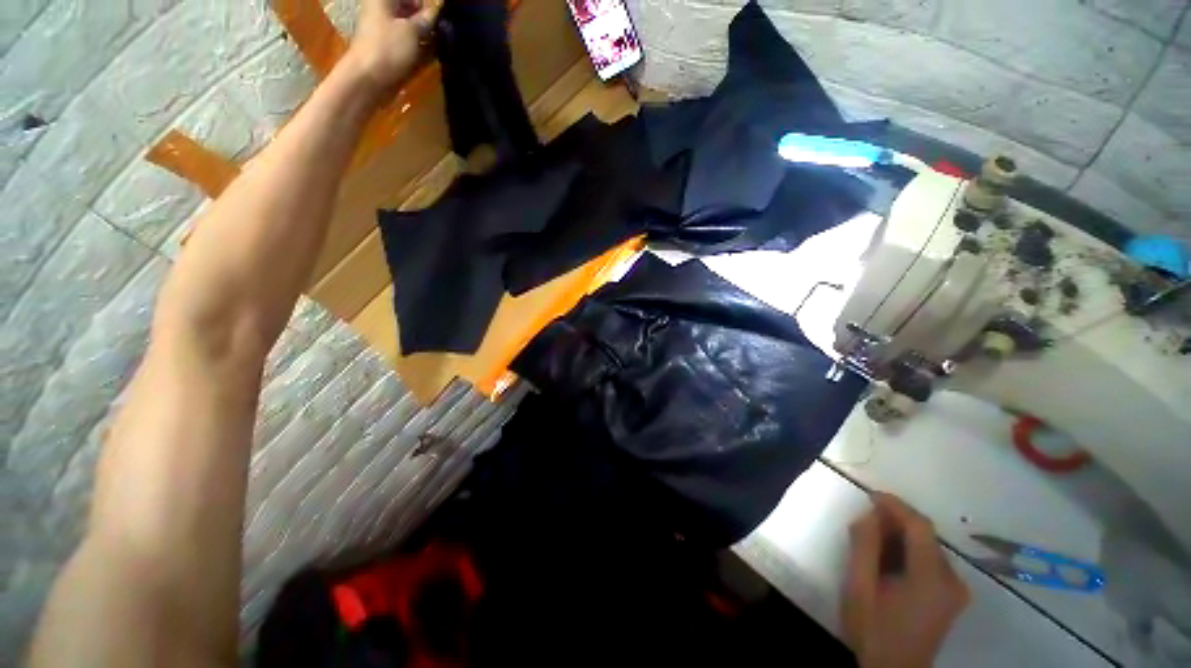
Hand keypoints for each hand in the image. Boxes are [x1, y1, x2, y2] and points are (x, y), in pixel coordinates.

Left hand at [346, 0, 440, 96]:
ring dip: (425, 35)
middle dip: (426, 20)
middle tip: (441, 31)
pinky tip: (431, 56)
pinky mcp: (389, 49)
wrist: (369, 79)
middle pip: (410, 10)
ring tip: (439, 45)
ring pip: (410, 28)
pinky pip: (408, 44)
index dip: (426, 6)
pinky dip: (420, 49)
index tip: (440, 17)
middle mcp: (382, 10)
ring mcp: (385, 30)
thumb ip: (427, 19)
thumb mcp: (413, 30)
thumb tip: (437, 11)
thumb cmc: (388, 48)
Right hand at [842, 492, 969, 667]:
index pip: (920, 526)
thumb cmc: (873, 629)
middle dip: (894, 521)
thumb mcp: (859, 587)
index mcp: (933, 579)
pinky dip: (908, 551)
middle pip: (926, 536)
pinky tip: (888, 558)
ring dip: (900, 536)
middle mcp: (953, 581)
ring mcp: (956, 591)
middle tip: (864, 520)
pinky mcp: (951, 597)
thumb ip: (864, 547)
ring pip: (927, 547)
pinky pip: (930, 561)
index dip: (896, 505)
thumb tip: (869, 514)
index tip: (870, 495)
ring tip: (871, 539)